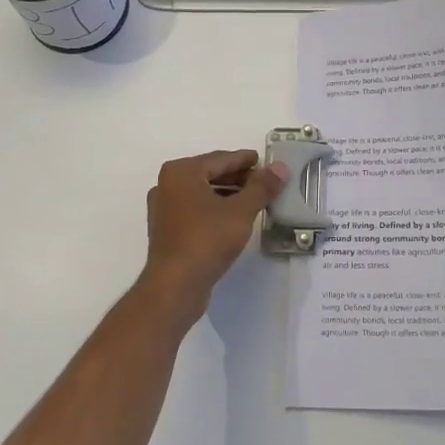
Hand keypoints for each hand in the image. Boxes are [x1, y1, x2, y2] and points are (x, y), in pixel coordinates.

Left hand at [140, 150, 287, 310]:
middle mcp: (167, 184)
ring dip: (227, 193)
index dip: (245, 160)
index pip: (220, 159)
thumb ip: (262, 187)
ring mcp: (164, 208)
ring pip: (202, 192)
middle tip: (263, 182)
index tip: (264, 161)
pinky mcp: (166, 229)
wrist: (175, 285)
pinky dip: (214, 208)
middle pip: (209, 173)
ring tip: (253, 200)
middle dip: (237, 177)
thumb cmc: (207, 239)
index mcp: (181, 172)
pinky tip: (233, 218)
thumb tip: (280, 167)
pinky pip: (195, 208)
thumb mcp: (241, 211)